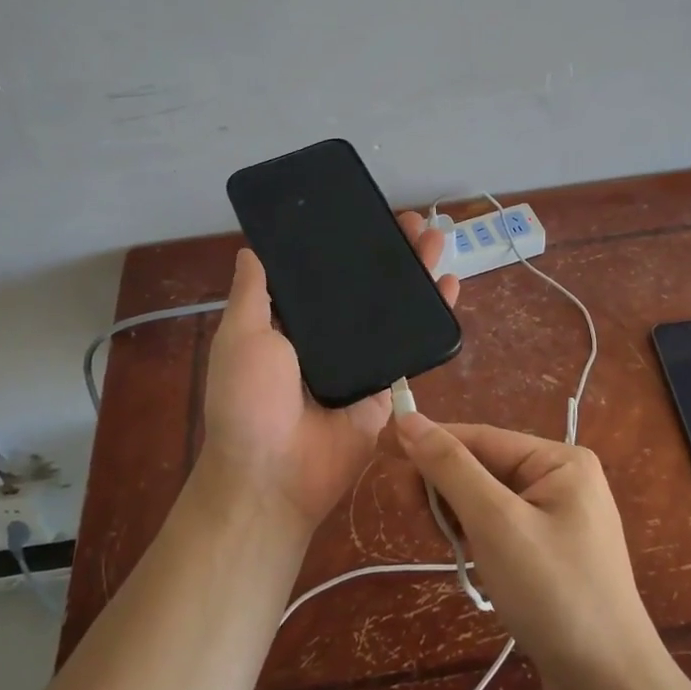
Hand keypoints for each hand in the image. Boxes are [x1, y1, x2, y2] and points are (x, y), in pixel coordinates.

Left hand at [198, 211, 459, 534]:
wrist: (275, 474)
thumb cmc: (249, 401)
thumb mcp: (241, 338)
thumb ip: (252, 295)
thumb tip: (250, 250)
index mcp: (292, 324)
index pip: (324, 274)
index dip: (345, 244)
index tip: (365, 214)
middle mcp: (329, 337)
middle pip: (366, 287)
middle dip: (390, 253)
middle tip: (413, 222)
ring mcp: (361, 360)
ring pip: (394, 310)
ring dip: (416, 275)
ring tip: (437, 239)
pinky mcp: (388, 385)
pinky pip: (412, 347)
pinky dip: (433, 318)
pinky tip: (449, 286)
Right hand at [391, 415, 665, 689]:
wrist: (610, 686)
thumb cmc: (553, 592)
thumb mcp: (495, 522)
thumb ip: (451, 467)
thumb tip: (408, 419)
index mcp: (560, 460)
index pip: (480, 438)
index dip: (429, 442)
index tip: (382, 449)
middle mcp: (562, 480)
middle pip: (483, 466)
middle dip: (442, 485)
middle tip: (405, 509)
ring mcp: (558, 518)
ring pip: (486, 499)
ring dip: (455, 514)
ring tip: (435, 540)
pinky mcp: (549, 553)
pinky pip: (499, 527)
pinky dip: (473, 537)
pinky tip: (460, 556)